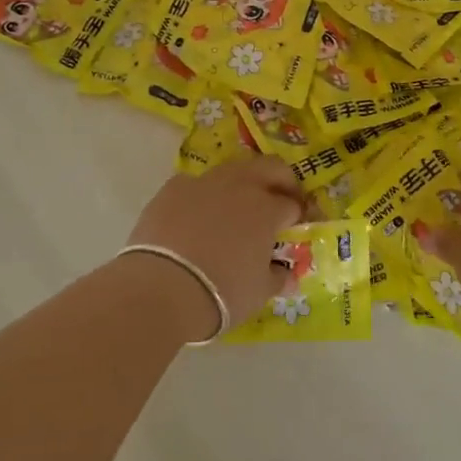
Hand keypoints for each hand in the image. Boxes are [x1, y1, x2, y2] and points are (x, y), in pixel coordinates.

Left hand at [126, 158, 306, 334]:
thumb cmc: (221, 292)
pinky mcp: (173, 188)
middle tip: (280, 201)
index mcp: (266, 208)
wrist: (161, 288)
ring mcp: (204, 182)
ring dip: (243, 183)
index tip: (298, 226)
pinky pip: (196, 184)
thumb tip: (288, 275)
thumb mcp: (259, 292)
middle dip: (281, 181)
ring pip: (233, 170)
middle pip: (270, 167)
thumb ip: (278, 277)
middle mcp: (239, 185)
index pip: (293, 204)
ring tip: (238, 207)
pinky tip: (198, 216)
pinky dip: (204, 195)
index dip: (299, 215)